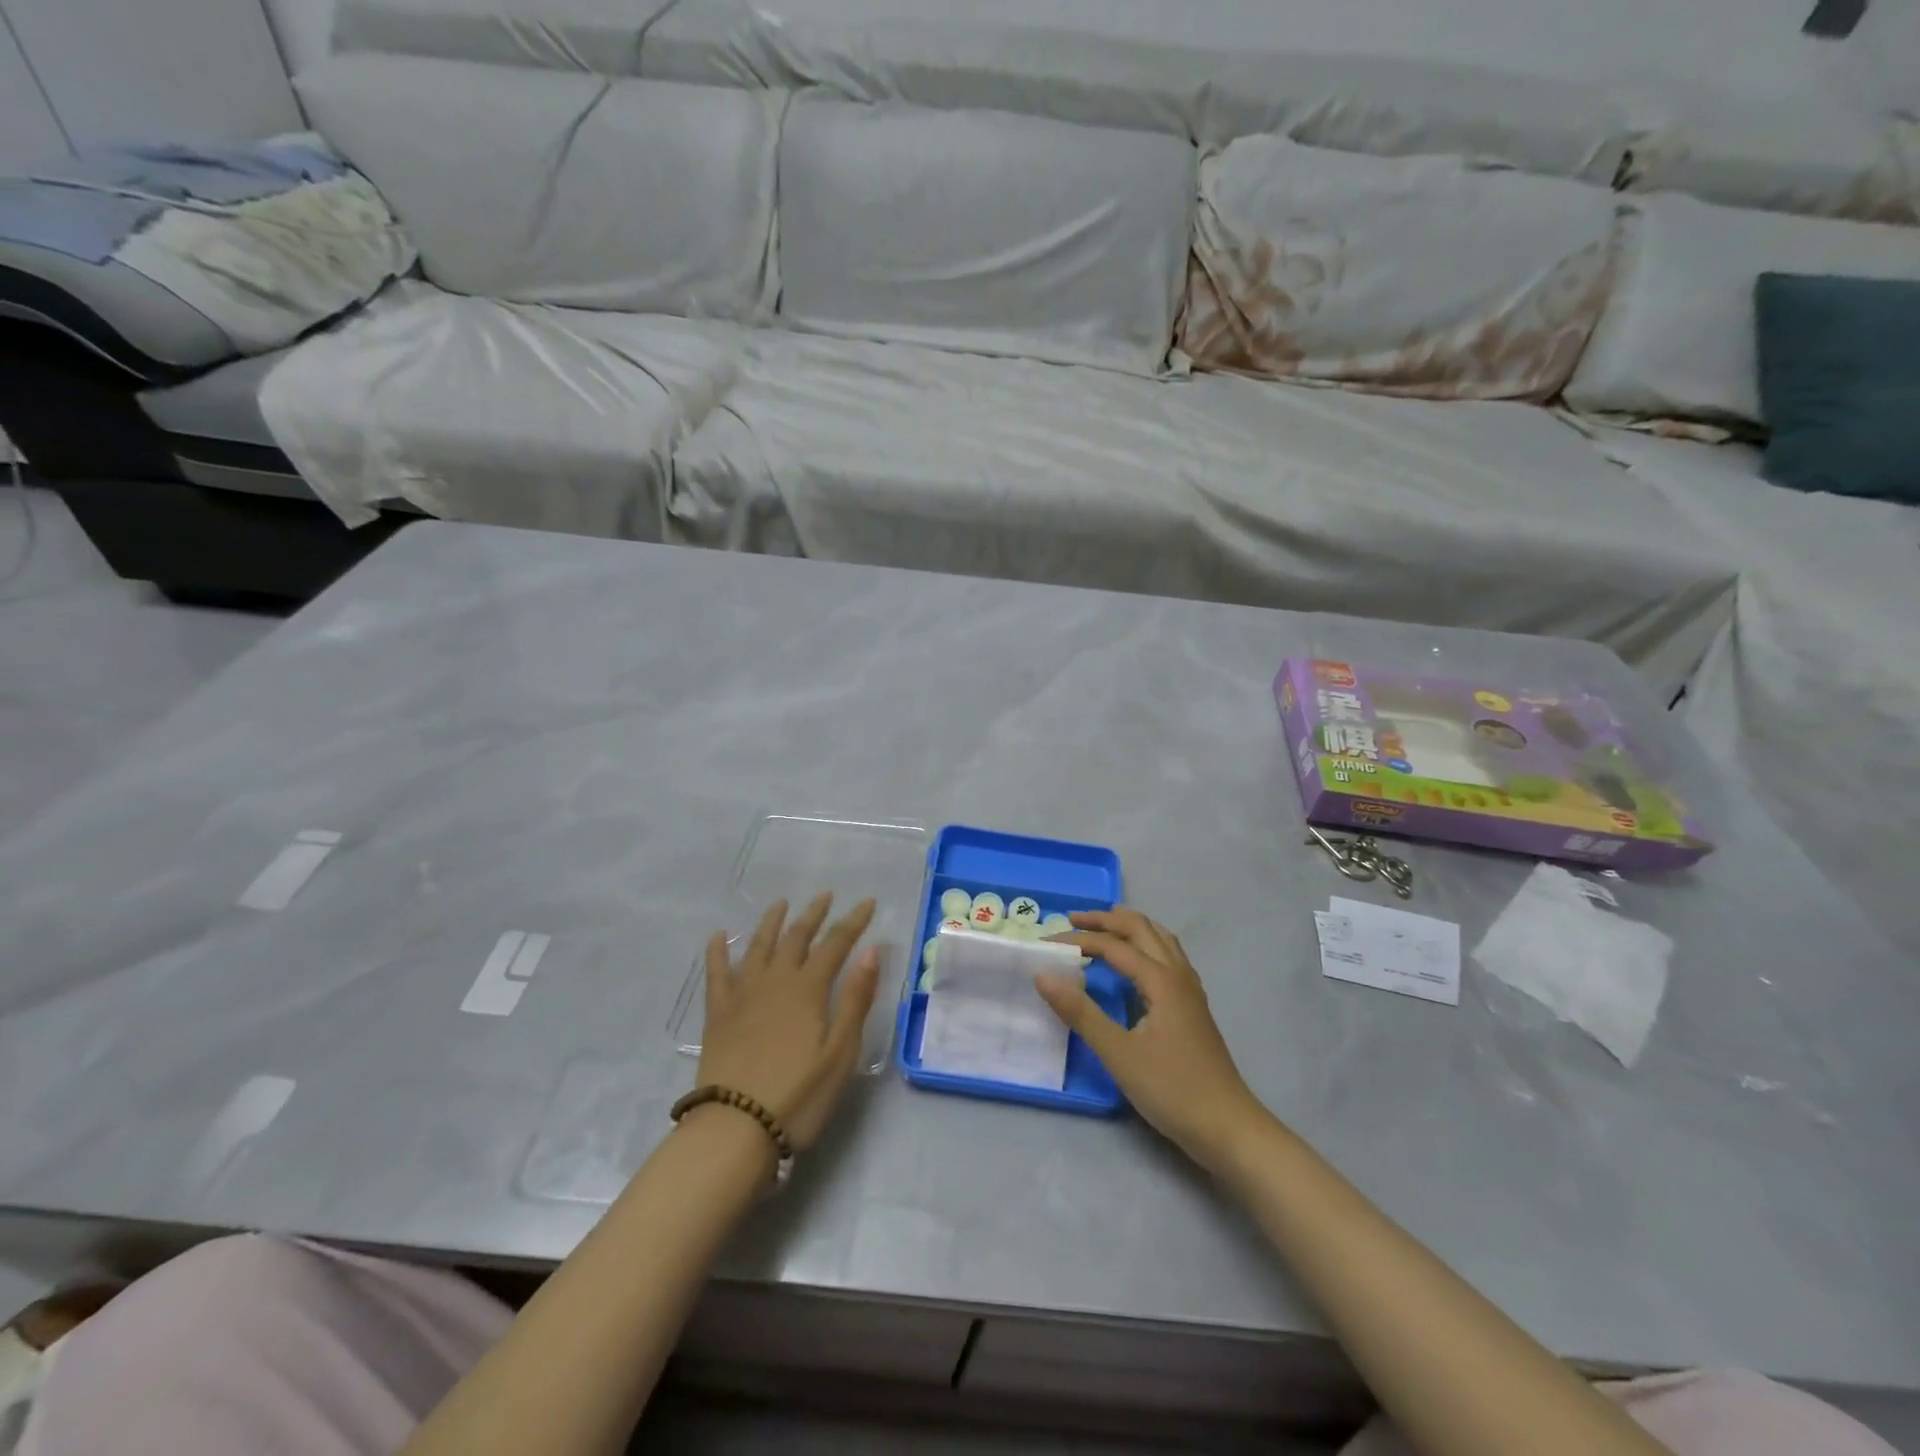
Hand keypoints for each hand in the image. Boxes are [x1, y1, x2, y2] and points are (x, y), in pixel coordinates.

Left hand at [698, 894, 881, 1150]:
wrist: (735, 1128)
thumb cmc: (798, 1095)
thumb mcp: (841, 1052)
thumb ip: (855, 998)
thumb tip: (871, 950)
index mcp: (808, 989)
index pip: (836, 943)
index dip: (853, 921)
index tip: (867, 902)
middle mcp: (775, 981)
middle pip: (796, 937)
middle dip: (813, 914)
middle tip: (825, 896)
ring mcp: (742, 995)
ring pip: (758, 946)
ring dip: (772, 922)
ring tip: (781, 903)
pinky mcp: (718, 1014)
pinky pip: (717, 973)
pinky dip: (718, 951)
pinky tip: (719, 936)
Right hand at [1037, 907, 1270, 1172]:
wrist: (1227, 1127)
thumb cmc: (1171, 1089)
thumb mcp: (1118, 1053)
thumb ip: (1080, 1012)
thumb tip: (1043, 975)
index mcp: (1161, 979)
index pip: (1113, 945)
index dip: (1078, 939)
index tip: (1046, 943)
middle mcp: (1178, 974)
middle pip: (1141, 929)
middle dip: (1106, 919)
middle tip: (1072, 920)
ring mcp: (1190, 990)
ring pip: (1160, 939)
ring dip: (1129, 927)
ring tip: (1103, 929)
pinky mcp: (1193, 1006)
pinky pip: (1168, 957)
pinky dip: (1146, 945)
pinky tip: (1137, 963)